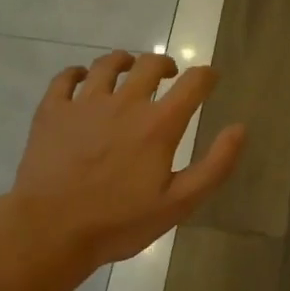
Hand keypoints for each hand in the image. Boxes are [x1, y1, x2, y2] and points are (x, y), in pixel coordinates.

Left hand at [12, 51, 245, 269]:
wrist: (50, 229)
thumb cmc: (118, 222)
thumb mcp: (178, 204)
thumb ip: (214, 166)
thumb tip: (240, 128)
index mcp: (158, 125)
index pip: (193, 84)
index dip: (207, 76)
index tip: (210, 78)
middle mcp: (124, 103)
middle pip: (149, 65)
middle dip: (165, 64)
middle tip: (169, 74)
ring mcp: (84, 103)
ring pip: (107, 64)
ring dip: (124, 61)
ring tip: (128, 68)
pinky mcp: (52, 111)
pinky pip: (65, 78)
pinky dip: (77, 73)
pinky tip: (81, 79)